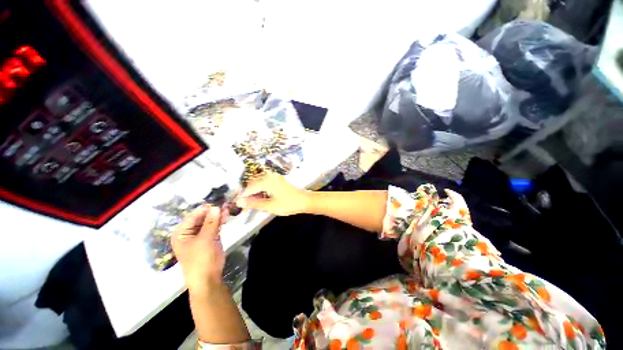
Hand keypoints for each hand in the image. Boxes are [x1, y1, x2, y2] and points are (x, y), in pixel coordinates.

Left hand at [171, 205, 225, 293]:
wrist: (207, 279)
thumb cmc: (201, 259)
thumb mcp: (205, 239)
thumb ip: (211, 222)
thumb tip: (216, 207)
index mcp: (182, 233)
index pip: (193, 216)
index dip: (206, 209)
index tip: (218, 202)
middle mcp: (189, 232)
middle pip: (202, 218)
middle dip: (213, 212)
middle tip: (225, 205)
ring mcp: (200, 235)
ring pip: (210, 222)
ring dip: (218, 216)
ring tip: (228, 209)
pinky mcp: (210, 238)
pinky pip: (215, 227)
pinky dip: (220, 222)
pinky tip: (226, 216)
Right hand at [236, 172, 309, 215]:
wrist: (304, 200)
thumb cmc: (288, 204)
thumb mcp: (270, 206)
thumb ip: (254, 203)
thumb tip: (239, 202)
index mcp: (266, 181)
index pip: (249, 188)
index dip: (243, 196)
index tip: (237, 205)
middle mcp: (270, 176)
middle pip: (253, 184)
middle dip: (249, 194)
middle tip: (246, 205)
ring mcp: (275, 177)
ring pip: (259, 183)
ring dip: (255, 192)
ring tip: (254, 203)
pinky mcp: (278, 180)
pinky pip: (266, 183)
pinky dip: (262, 190)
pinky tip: (262, 198)